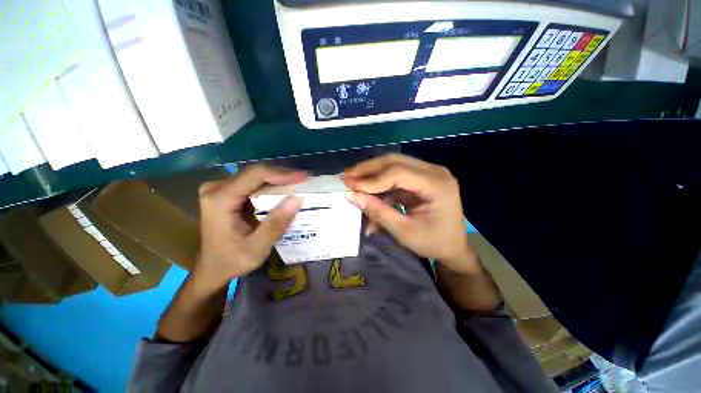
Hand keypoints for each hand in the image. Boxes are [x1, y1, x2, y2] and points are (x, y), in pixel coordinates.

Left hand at [195, 165, 306, 287]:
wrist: (212, 268)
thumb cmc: (232, 261)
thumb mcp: (257, 248)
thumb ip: (276, 224)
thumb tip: (298, 199)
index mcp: (219, 200)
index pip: (254, 175)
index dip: (281, 174)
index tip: (303, 177)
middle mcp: (216, 188)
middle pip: (255, 173)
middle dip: (282, 176)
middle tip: (304, 181)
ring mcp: (220, 189)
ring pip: (256, 177)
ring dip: (278, 180)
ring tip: (298, 185)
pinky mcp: (226, 193)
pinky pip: (253, 183)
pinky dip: (271, 186)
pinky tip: (284, 191)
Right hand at [343, 154, 476, 273]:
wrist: (453, 248)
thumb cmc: (433, 243)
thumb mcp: (404, 231)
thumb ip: (378, 212)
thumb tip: (353, 196)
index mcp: (437, 184)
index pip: (398, 172)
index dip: (371, 179)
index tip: (350, 186)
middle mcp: (434, 172)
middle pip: (395, 161)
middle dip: (368, 170)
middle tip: (346, 177)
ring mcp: (428, 173)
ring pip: (393, 166)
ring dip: (371, 175)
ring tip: (352, 182)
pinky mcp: (421, 179)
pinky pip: (395, 177)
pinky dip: (380, 186)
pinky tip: (368, 194)